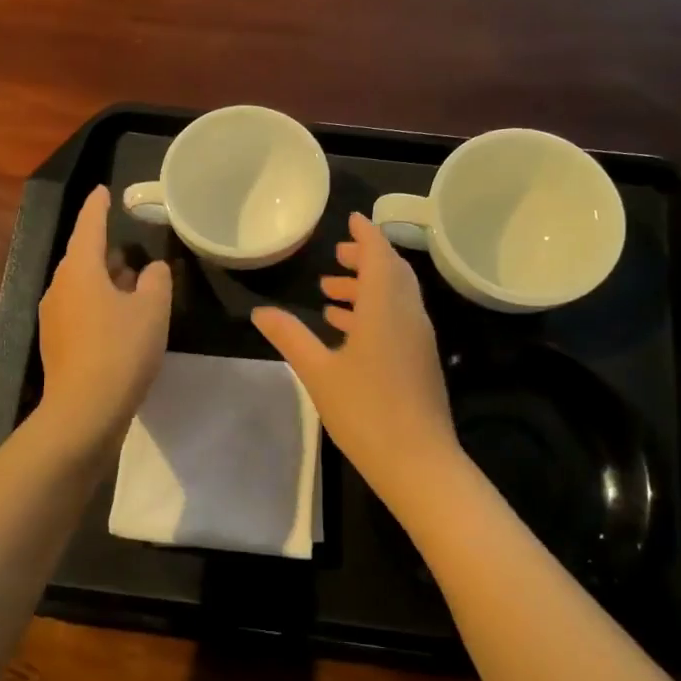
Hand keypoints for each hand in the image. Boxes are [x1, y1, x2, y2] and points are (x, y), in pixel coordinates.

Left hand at [36, 186, 172, 447]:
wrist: (84, 410)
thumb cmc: (121, 350)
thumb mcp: (152, 309)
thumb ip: (157, 280)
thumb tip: (153, 269)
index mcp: (80, 269)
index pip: (89, 225)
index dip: (98, 206)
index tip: (103, 190)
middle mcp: (60, 286)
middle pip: (83, 257)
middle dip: (106, 249)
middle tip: (132, 246)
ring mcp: (54, 316)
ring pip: (82, 285)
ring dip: (105, 279)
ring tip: (133, 281)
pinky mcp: (57, 342)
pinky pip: (79, 308)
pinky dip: (99, 303)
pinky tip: (121, 318)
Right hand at [253, 213, 460, 510]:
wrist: (418, 462)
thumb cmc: (365, 411)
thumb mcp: (319, 372)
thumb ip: (291, 337)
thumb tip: (260, 312)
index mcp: (386, 307)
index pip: (380, 255)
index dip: (366, 234)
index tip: (352, 218)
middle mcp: (408, 315)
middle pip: (392, 273)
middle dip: (366, 259)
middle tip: (337, 256)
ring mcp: (418, 339)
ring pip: (396, 297)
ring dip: (367, 288)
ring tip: (331, 292)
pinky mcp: (420, 360)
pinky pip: (398, 319)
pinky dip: (375, 312)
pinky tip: (347, 330)